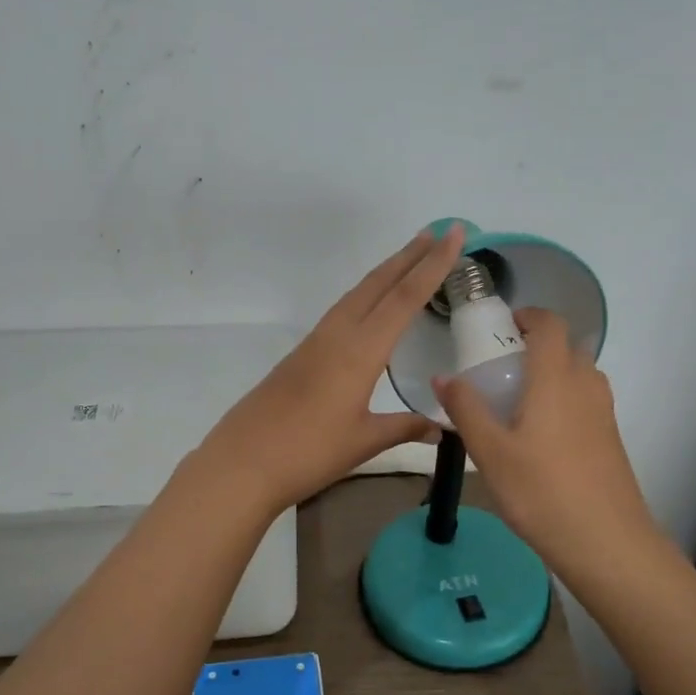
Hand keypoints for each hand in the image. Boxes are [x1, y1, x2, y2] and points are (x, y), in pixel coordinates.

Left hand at [195, 226, 467, 514]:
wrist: (242, 462)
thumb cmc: (308, 452)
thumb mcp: (364, 441)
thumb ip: (404, 428)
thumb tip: (441, 428)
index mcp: (360, 351)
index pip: (404, 298)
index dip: (432, 265)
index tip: (453, 234)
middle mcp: (337, 335)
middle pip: (378, 284)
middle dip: (409, 256)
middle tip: (436, 232)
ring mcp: (315, 342)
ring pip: (356, 294)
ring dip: (386, 272)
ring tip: (410, 258)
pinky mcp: (301, 354)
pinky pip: (341, 311)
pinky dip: (365, 295)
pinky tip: (370, 306)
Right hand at [434, 306, 656, 571]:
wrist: (607, 543)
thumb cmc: (541, 492)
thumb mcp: (490, 452)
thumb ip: (466, 410)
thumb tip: (443, 376)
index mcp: (557, 379)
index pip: (550, 325)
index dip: (528, 316)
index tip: (502, 326)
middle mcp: (586, 386)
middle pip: (567, 348)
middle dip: (536, 346)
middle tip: (501, 368)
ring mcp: (604, 414)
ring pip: (579, 376)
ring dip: (552, 374)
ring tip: (517, 401)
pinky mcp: (610, 439)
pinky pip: (586, 402)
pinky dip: (564, 400)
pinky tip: (539, 437)